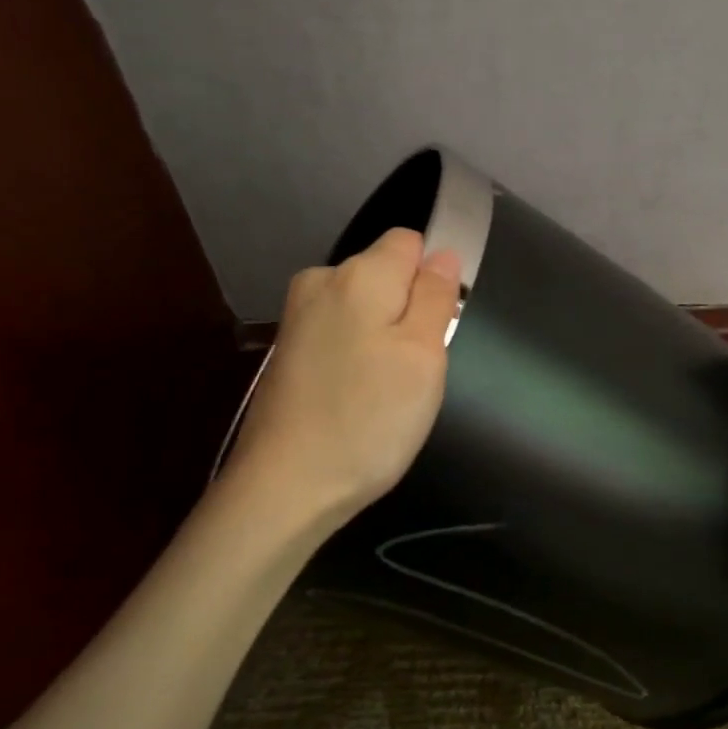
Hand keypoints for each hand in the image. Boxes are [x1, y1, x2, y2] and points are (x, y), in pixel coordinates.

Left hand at [225, 228, 461, 527]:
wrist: (285, 486)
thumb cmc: (369, 418)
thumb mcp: (423, 356)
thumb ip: (435, 296)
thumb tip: (442, 254)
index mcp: (358, 274)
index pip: (410, 242)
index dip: (433, 277)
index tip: (437, 326)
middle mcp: (320, 282)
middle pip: (385, 274)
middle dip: (409, 309)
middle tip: (416, 367)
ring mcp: (298, 318)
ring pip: (365, 308)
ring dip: (384, 337)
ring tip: (387, 388)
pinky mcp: (288, 351)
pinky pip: (341, 335)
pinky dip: (357, 357)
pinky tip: (358, 398)